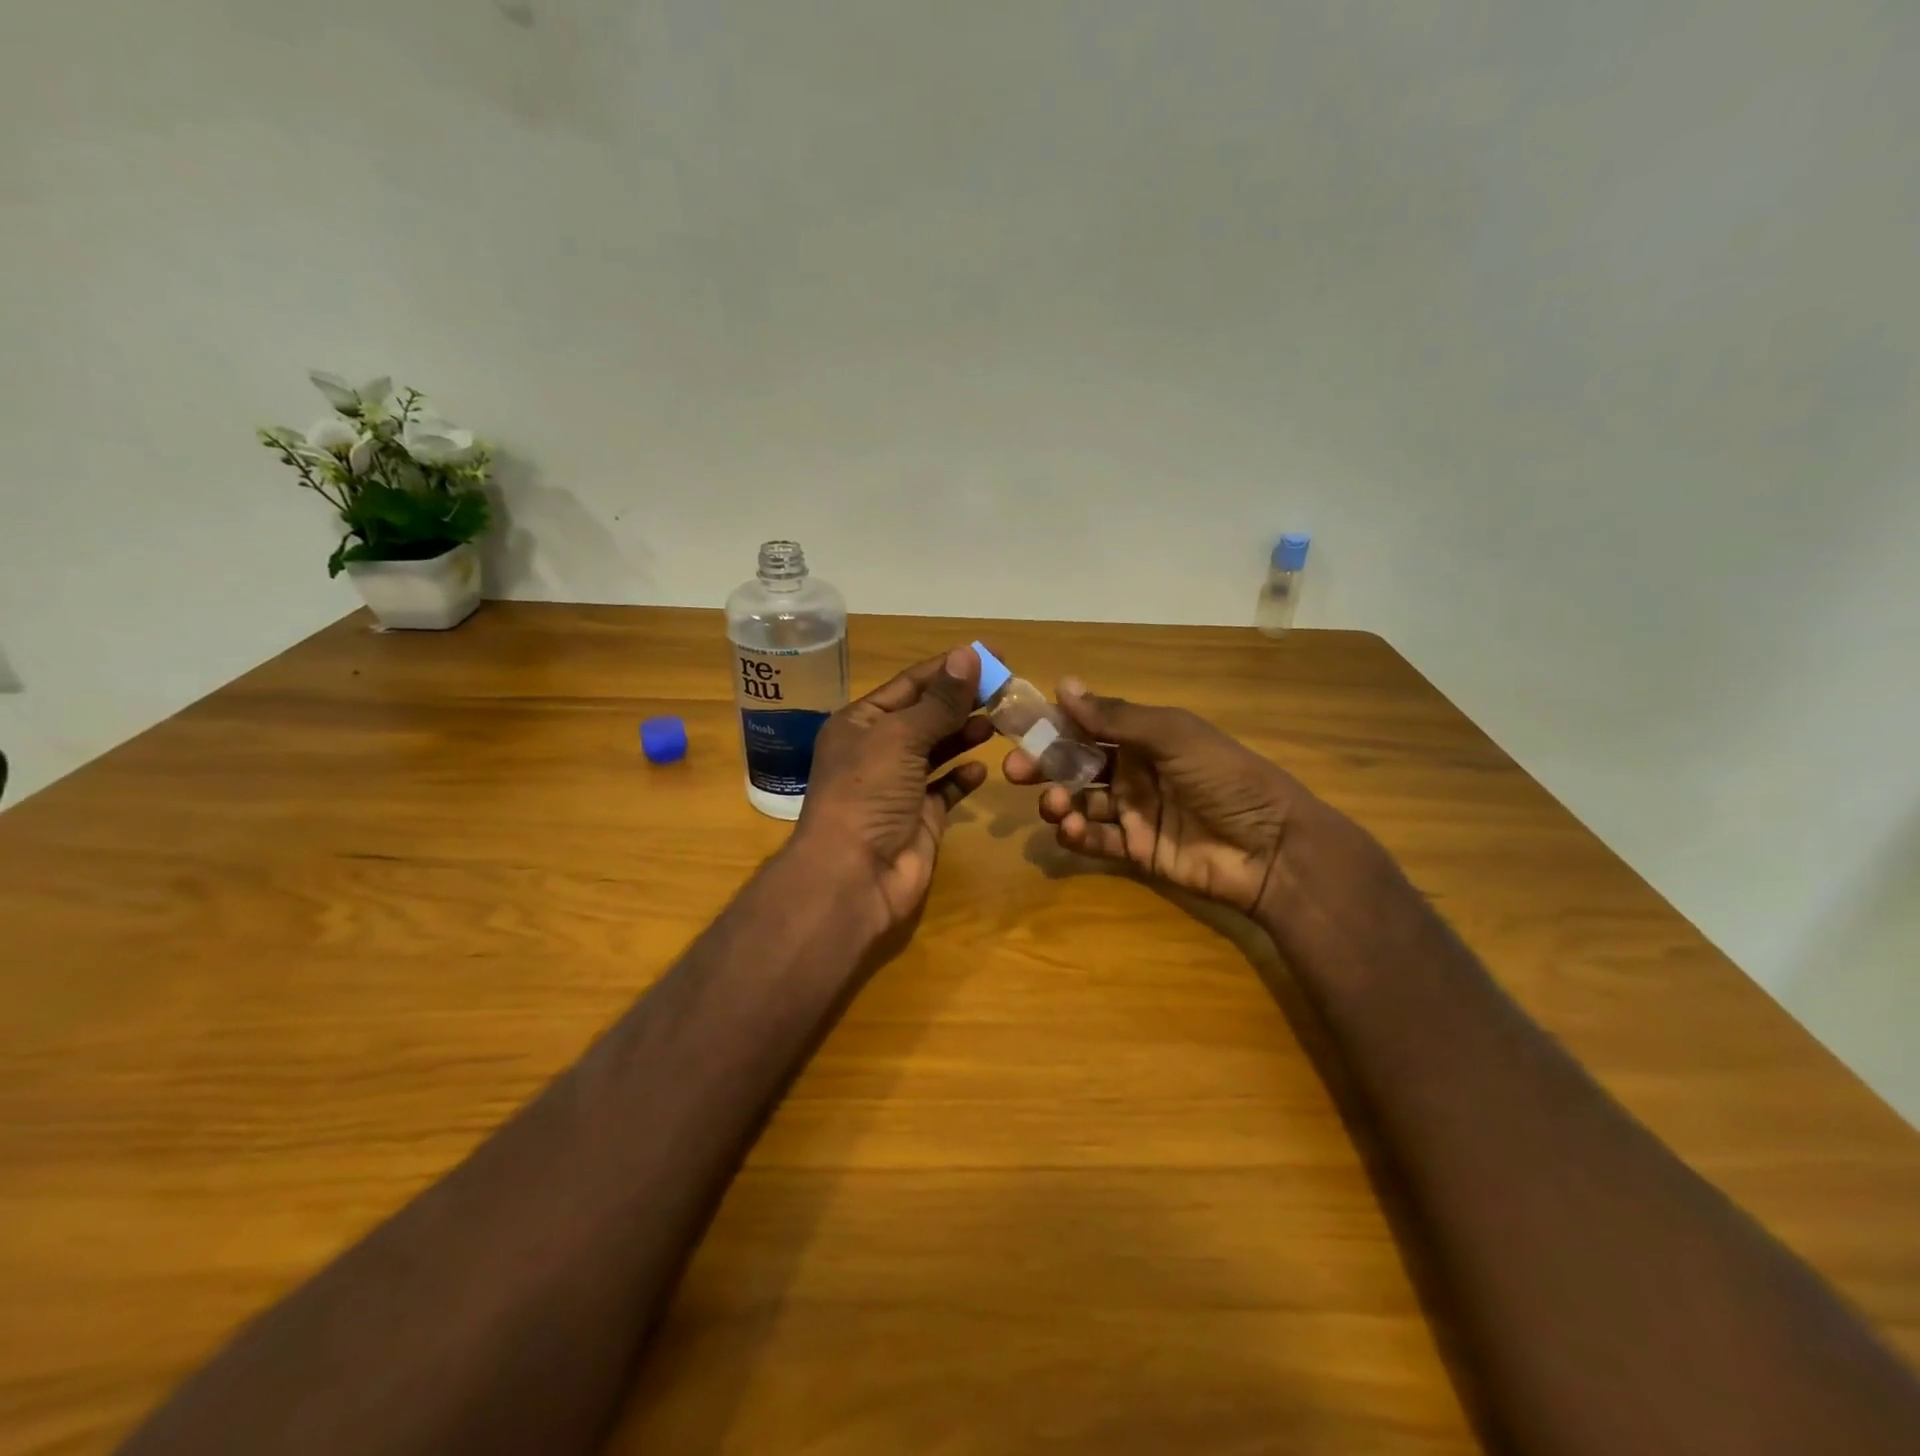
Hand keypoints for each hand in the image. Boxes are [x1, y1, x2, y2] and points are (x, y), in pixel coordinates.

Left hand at [794, 647, 992, 928]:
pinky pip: (946, 789)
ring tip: (999, 722)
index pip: (910, 684)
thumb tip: (968, 654)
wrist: (854, 876)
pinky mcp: (920, 817)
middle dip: (962, 701)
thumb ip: (940, 701)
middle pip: (927, 715)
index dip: (950, 668)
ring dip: (965, 735)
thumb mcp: (901, 737)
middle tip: (1006, 690)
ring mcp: (899, 785)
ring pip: (938, 750)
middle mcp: (878, 750)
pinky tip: (981, 769)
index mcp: (861, 722)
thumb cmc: (868, 793)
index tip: (992, 655)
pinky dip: (963, 778)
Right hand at [1004, 680, 1308, 919]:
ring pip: (1081, 802)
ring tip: (1055, 805)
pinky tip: (1071, 830)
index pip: (1088, 725)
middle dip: (1044, 765)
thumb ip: (1116, 716)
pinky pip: (1096, 841)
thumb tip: (1063, 684)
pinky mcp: (1136, 851)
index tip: (1018, 726)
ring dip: (1059, 801)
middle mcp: (1134, 771)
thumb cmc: (1224, 778)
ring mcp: (1134, 812)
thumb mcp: (1173, 735)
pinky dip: (1077, 836)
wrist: (1272, 847)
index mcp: (1144, 737)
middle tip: (1014, 771)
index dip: (1053, 724)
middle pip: (1076, 764)